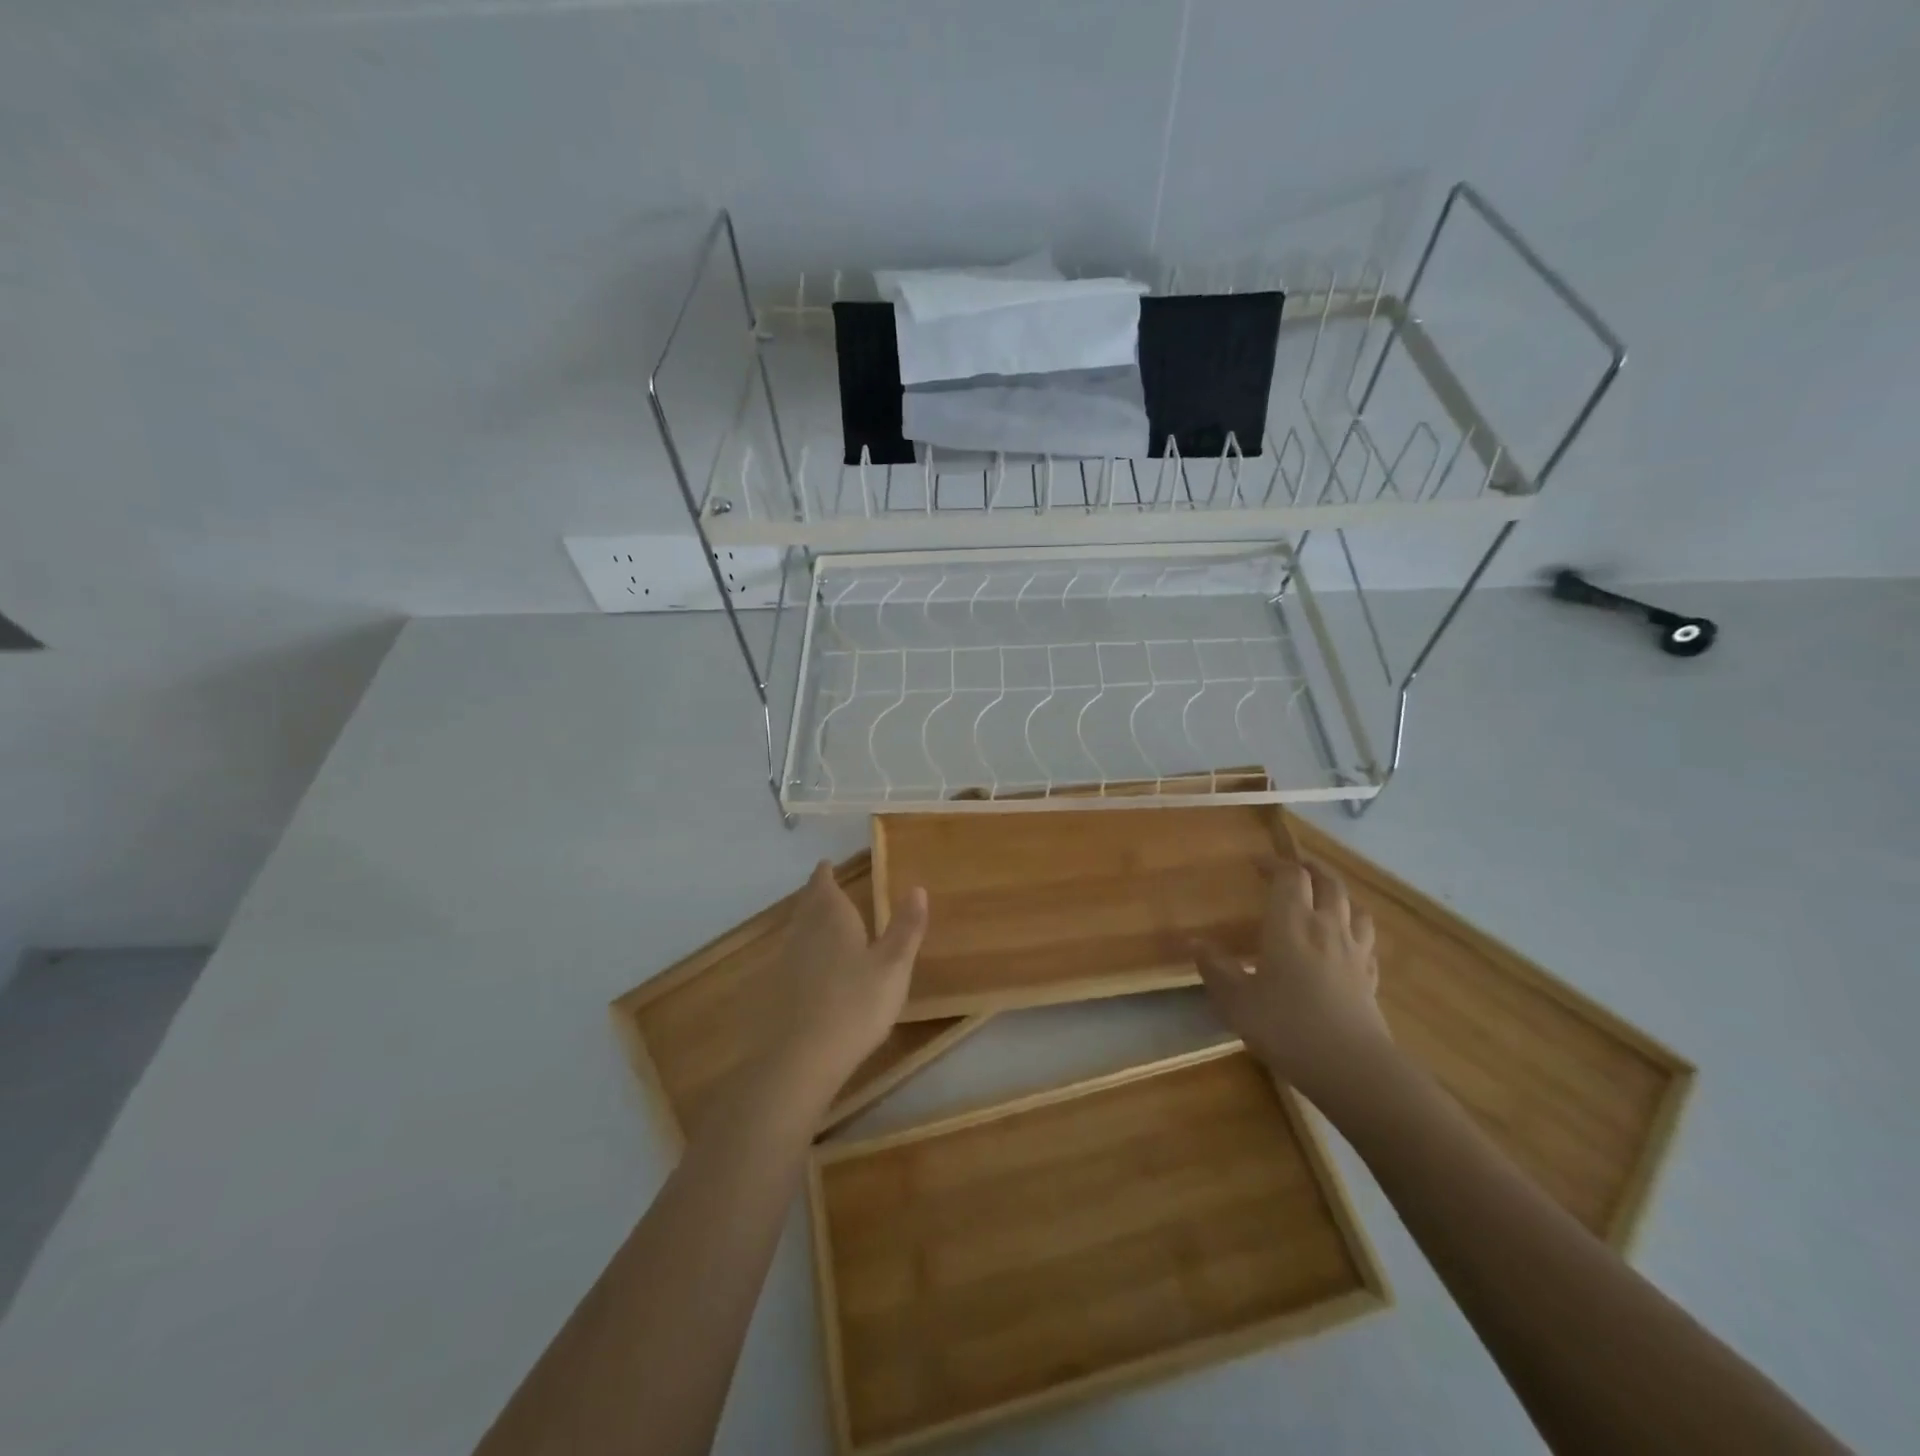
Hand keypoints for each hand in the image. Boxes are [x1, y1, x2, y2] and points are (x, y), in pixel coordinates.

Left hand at [762, 861, 928, 1106]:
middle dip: (816, 894)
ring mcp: (787, 960)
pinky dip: (802, 949)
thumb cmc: (856, 1003)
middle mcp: (804, 931)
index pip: (824, 886)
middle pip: (807, 904)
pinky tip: (811, 964)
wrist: (803, 1057)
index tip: (826, 865)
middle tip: (824, 886)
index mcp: (832, 918)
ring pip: (797, 929)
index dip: (825, 875)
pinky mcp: (778, 990)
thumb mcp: (893, 965)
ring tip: (820, 918)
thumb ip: (906, 927)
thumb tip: (917, 888)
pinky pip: (792, 955)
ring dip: (807, 919)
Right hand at [1192, 859, 1392, 1103]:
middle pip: (1328, 882)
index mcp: (1291, 923)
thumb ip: (1215, 968)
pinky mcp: (1371, 978)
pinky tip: (1347, 944)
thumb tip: (1193, 942)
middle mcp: (1326, 927)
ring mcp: (1355, 952)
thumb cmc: (1286, 1026)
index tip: (1256, 864)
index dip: (1274, 863)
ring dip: (1338, 895)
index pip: (1289, 876)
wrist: (1352, 1068)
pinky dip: (1355, 931)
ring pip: (1354, 907)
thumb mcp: (1237, 1000)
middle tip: (1292, 868)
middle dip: (1310, 869)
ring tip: (1324, 899)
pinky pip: (1366, 942)